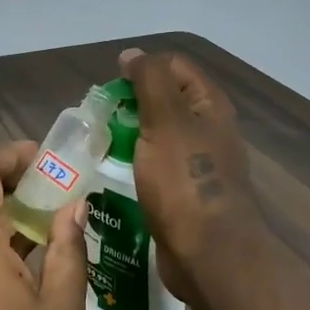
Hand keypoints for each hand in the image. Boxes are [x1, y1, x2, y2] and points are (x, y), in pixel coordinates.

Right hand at [120, 48, 267, 300]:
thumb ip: (150, 82)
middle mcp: (207, 129)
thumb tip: (133, 54)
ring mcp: (197, 162)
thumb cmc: (185, 181)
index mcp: (209, 105)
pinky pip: (156, 165)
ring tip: (100, 144)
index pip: (173, 67)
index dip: (142, 68)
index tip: (112, 88)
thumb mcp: (165, 120)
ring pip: (159, 134)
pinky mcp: (185, 192)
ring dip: (131, 134)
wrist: (208, 254)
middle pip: (166, 99)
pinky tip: (115, 172)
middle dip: (132, 103)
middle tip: (101, 118)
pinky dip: (136, 162)